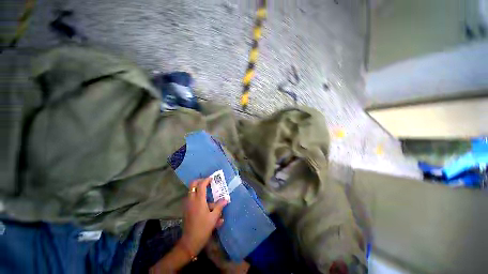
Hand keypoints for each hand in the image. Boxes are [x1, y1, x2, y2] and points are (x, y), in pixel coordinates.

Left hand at [179, 178, 227, 256]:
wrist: (189, 242)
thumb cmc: (203, 229)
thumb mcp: (213, 218)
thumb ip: (219, 207)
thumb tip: (225, 199)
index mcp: (199, 201)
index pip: (201, 185)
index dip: (206, 180)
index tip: (212, 178)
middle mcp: (191, 200)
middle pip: (193, 184)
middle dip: (200, 181)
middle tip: (207, 182)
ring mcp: (187, 205)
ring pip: (191, 191)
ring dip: (199, 189)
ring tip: (208, 195)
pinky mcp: (186, 209)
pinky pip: (191, 198)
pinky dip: (197, 196)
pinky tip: (205, 205)